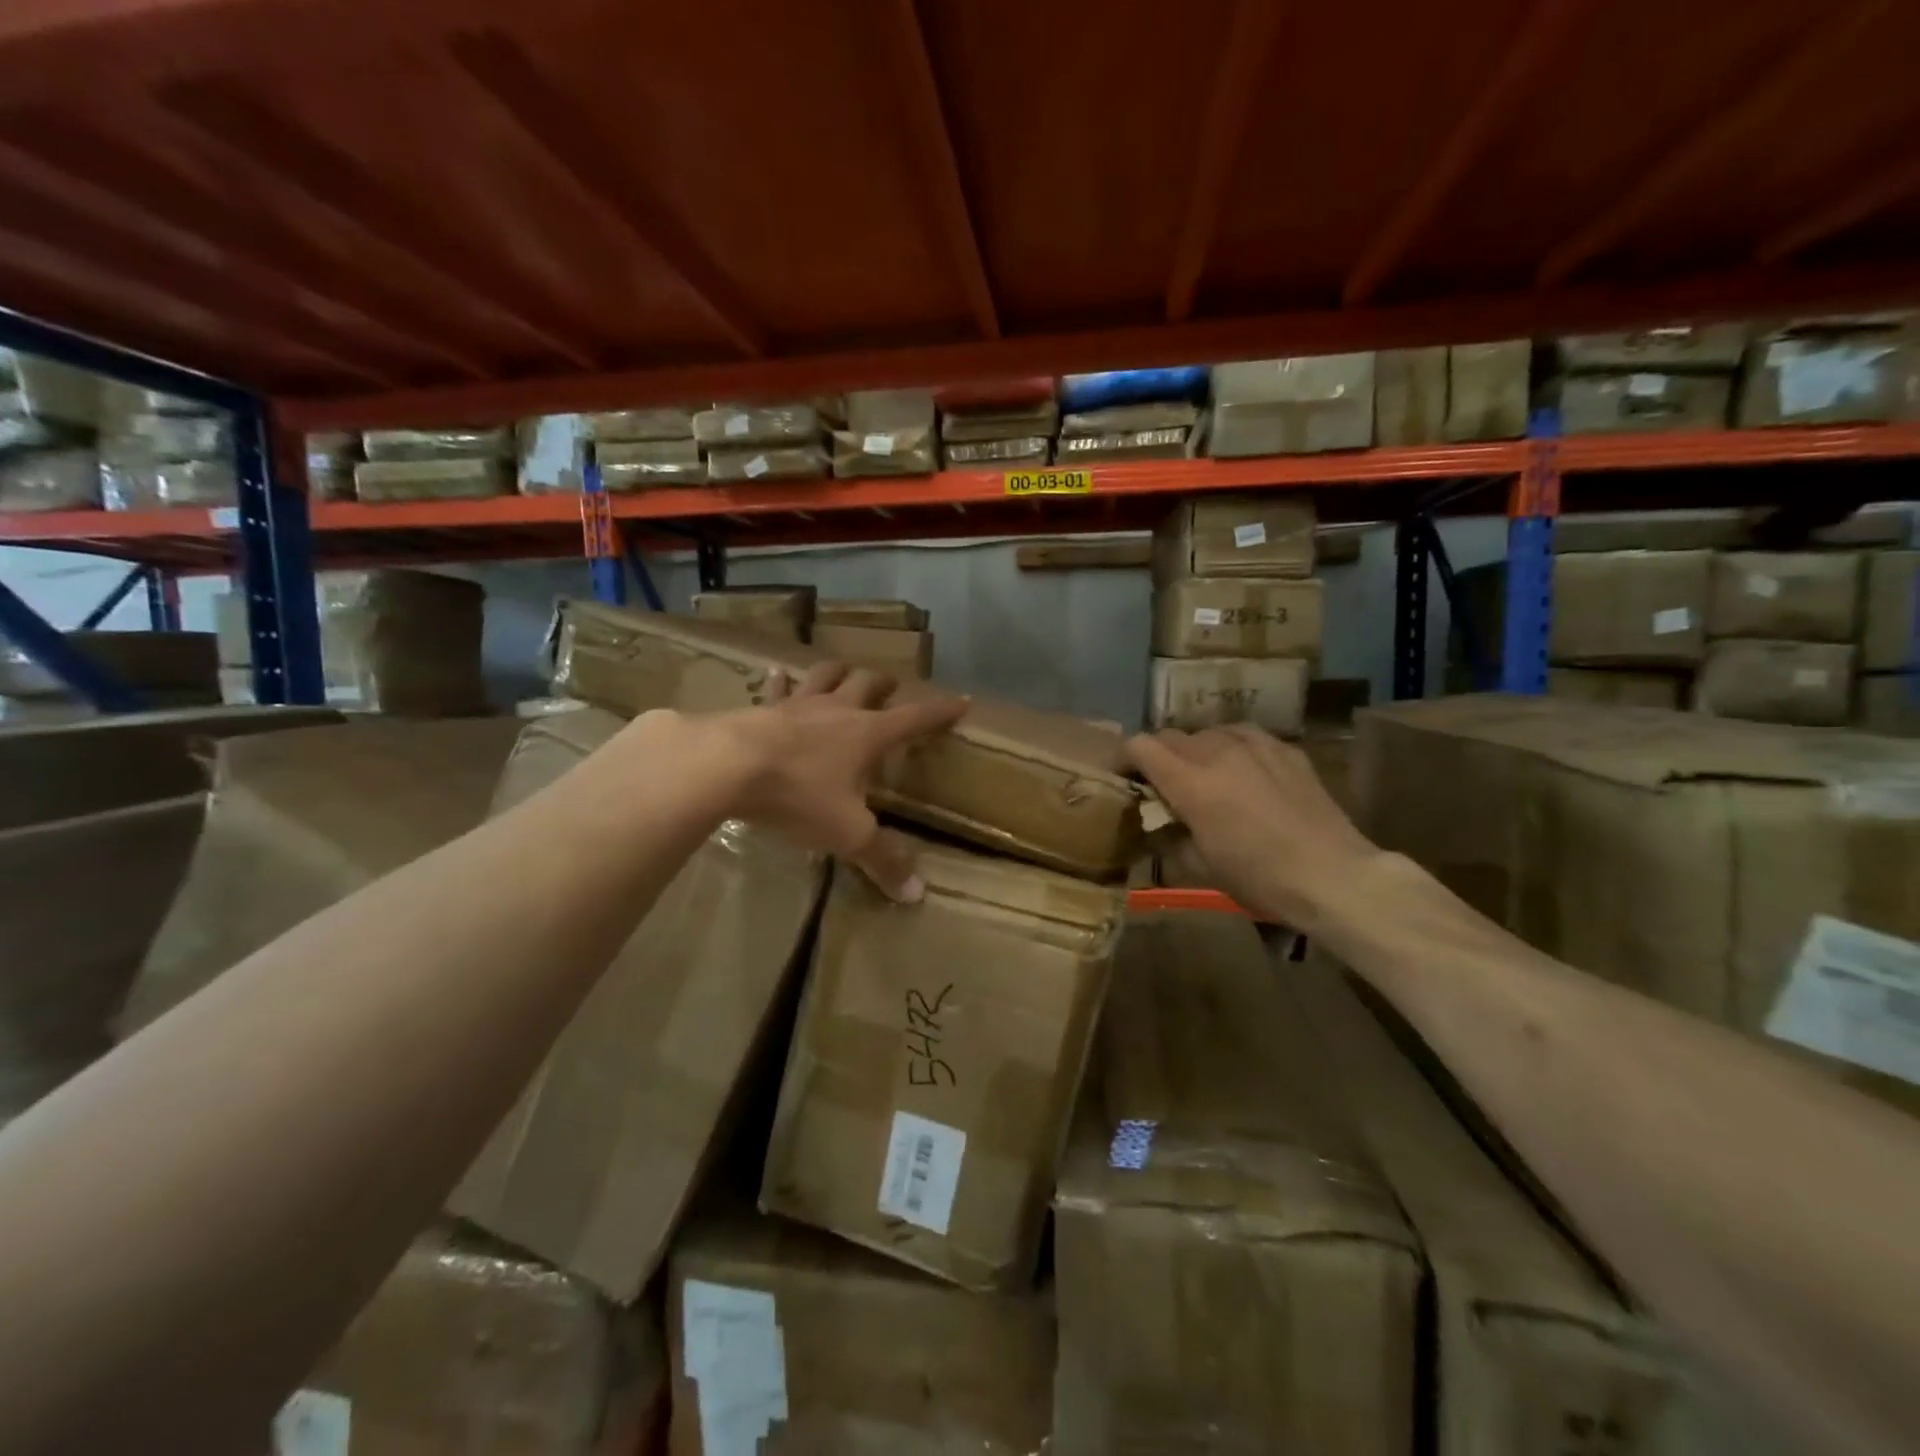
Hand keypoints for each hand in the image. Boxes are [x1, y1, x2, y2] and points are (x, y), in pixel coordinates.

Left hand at [720, 661, 967, 901]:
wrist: (727, 766)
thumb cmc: (799, 795)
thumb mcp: (847, 833)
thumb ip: (882, 859)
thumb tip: (917, 894)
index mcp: (868, 734)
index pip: (916, 718)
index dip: (940, 711)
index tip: (962, 700)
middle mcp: (838, 710)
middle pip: (868, 684)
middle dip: (885, 684)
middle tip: (892, 686)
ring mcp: (798, 704)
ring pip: (826, 676)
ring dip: (839, 672)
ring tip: (844, 672)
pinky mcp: (762, 708)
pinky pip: (777, 688)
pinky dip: (781, 681)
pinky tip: (776, 673)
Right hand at [1126, 725, 1379, 930]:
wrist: (1332, 874)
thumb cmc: (1259, 877)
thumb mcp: (1200, 867)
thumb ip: (1170, 838)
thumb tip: (1157, 827)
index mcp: (1189, 781)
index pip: (1140, 745)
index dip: (1125, 757)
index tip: (1126, 777)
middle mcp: (1216, 751)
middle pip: (1171, 735)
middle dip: (1158, 755)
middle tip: (1163, 783)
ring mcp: (1254, 744)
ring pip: (1208, 732)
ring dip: (1196, 750)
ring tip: (1205, 775)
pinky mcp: (1284, 748)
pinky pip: (1244, 736)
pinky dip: (1231, 748)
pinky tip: (1243, 772)